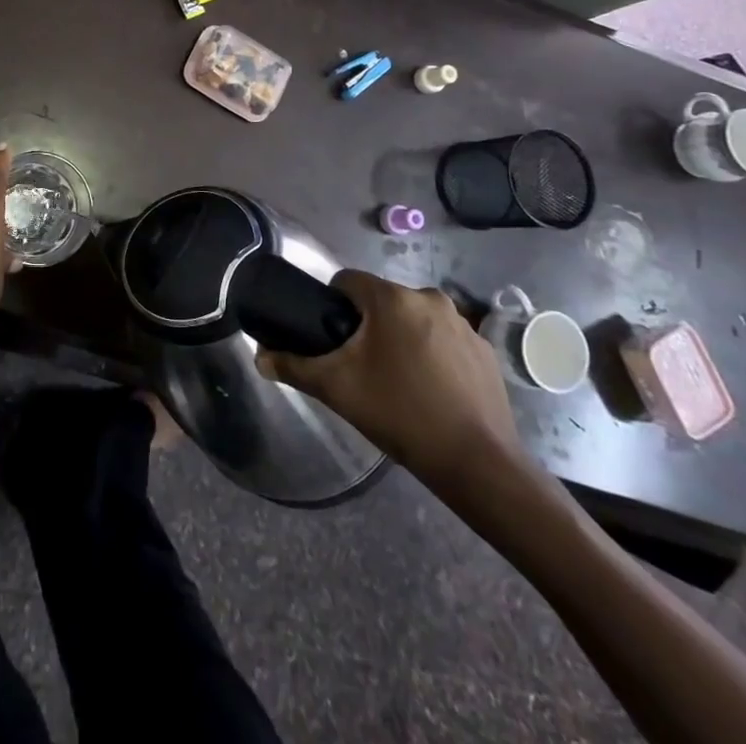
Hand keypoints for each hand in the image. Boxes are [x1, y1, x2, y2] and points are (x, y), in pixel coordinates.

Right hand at [260, 272, 526, 500]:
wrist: (476, 463)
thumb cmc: (399, 414)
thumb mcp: (336, 388)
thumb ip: (293, 366)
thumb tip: (259, 357)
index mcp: (392, 298)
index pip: (348, 281)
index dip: (332, 304)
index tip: (331, 336)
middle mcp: (430, 298)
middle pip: (382, 300)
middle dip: (368, 324)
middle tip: (360, 364)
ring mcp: (464, 323)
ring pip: (415, 318)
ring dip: (402, 337)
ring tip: (396, 379)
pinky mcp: (486, 350)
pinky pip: (445, 339)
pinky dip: (433, 354)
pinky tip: (430, 390)